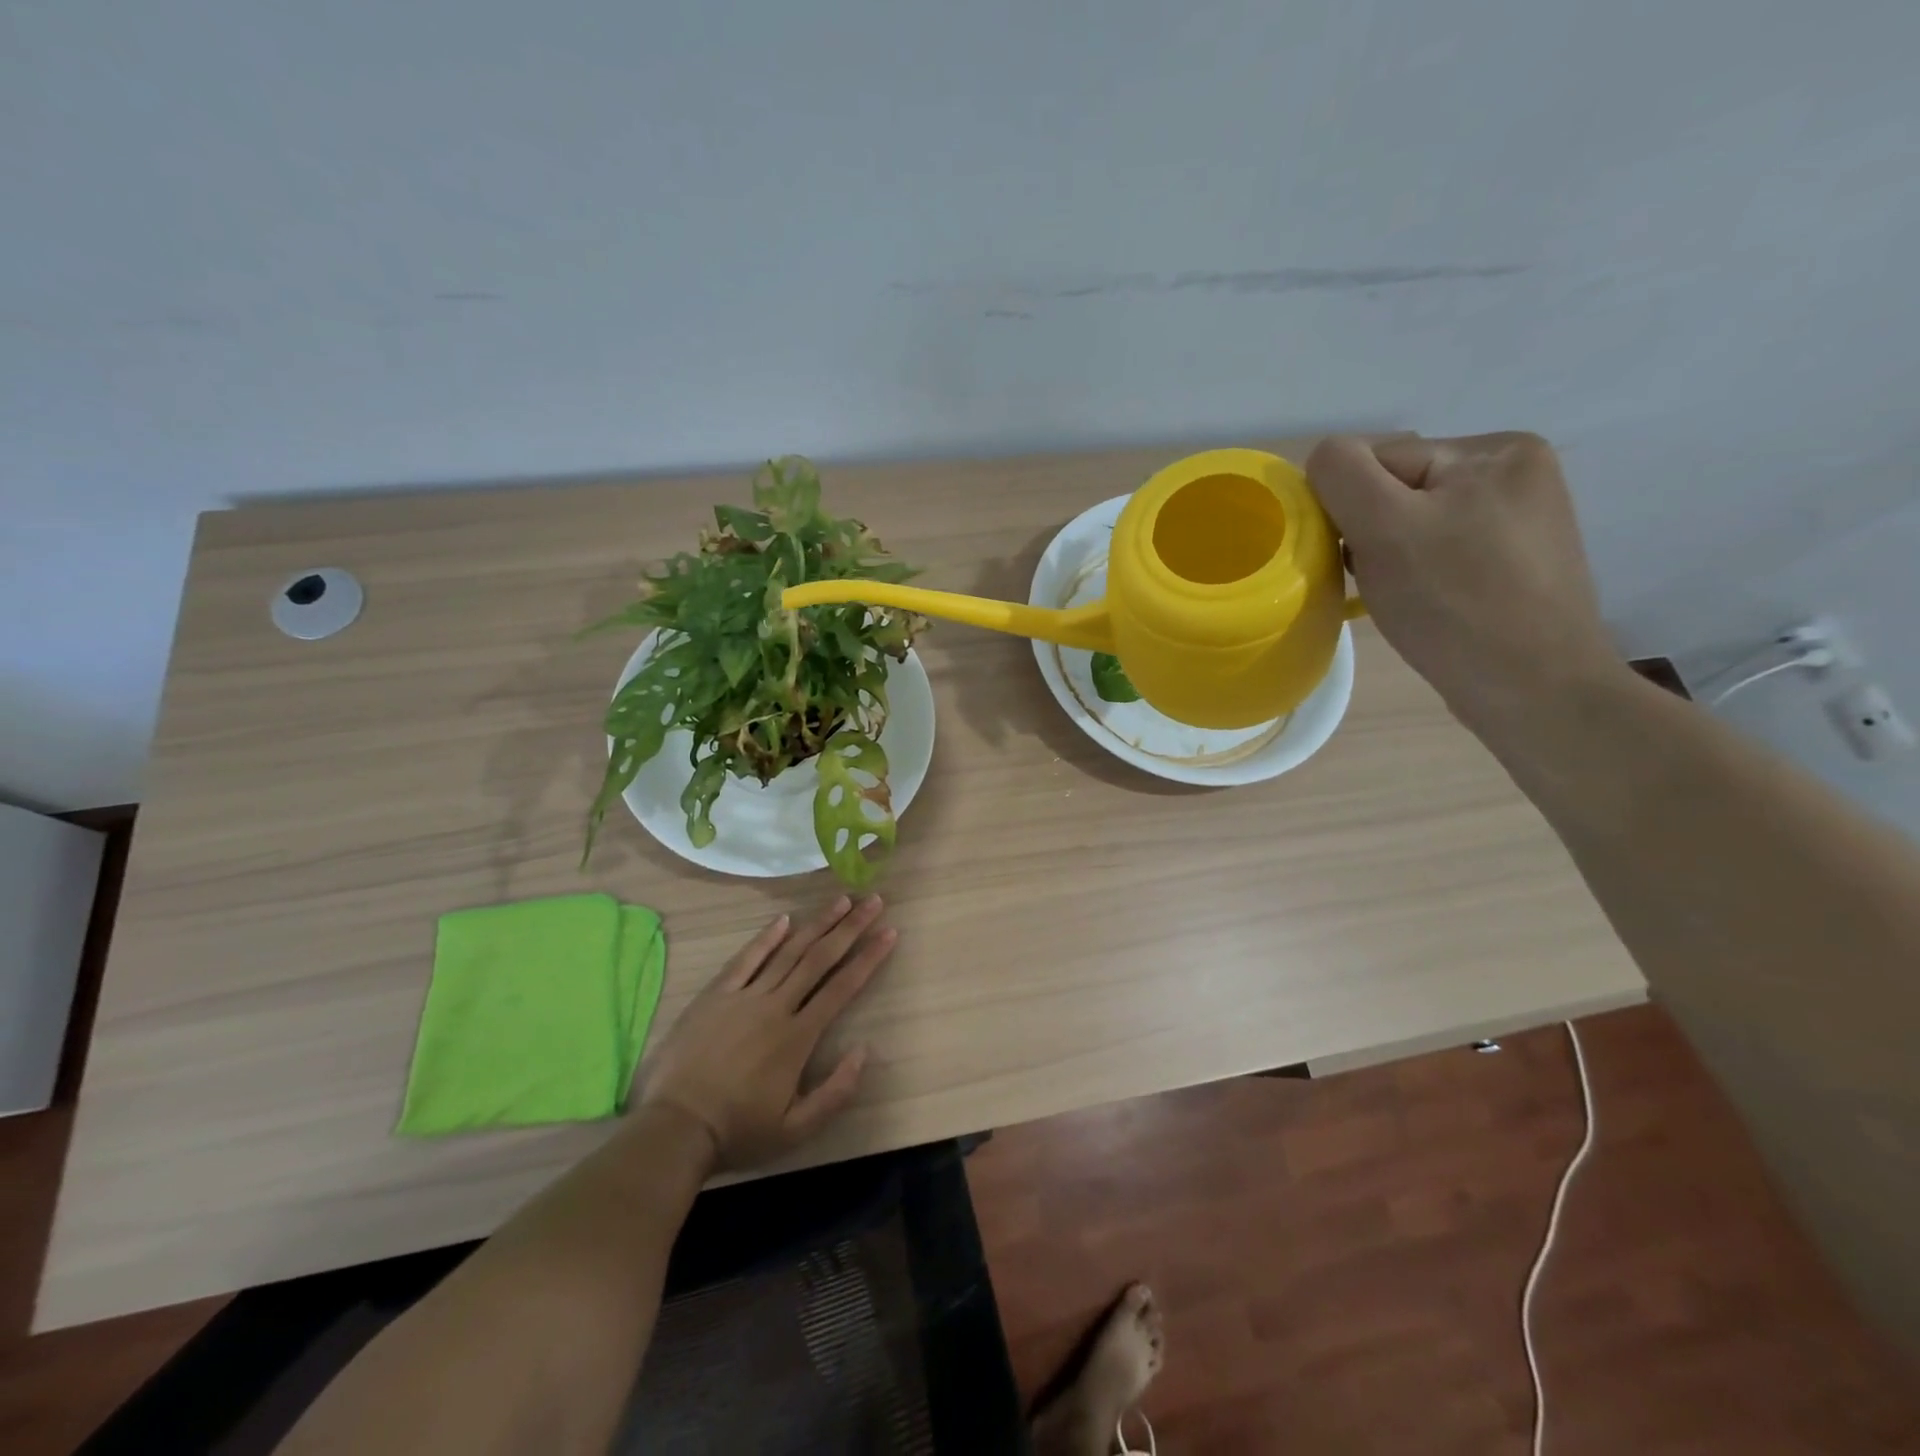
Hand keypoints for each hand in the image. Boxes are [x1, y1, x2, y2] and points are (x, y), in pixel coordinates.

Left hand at [636, 896, 895, 1170]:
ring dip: (817, 924)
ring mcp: (744, 997)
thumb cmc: (738, 1132)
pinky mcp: (715, 995)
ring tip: (840, 900)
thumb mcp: (796, 1130)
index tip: (889, 932)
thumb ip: (835, 1092)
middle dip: (850, 927)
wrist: (674, 1129)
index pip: (842, 987)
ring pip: (788, 951)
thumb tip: (864, 1050)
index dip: (868, 958)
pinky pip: (746, 959)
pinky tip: (785, 920)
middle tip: (872, 901)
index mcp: (798, 1037)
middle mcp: (776, 1006)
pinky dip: (767, 937)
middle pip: (819, 958)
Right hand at [1306, 433, 1621, 731]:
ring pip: (1414, 524)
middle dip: (1372, 534)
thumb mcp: (1386, 528)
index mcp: (1495, 449)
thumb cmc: (1455, 605)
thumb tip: (1323, 459)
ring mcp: (1520, 520)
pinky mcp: (1515, 563)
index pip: (1380, 460)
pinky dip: (1416, 575)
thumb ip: (1343, 475)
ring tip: (1402, 597)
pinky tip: (1424, 604)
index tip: (1357, 558)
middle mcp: (1515, 472)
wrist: (1533, 690)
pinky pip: (1439, 552)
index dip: (1351, 508)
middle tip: (1382, 582)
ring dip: (1389, 556)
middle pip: (1397, 491)